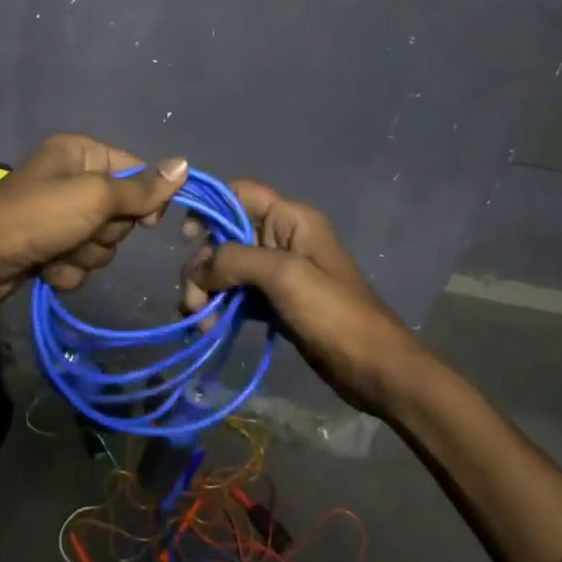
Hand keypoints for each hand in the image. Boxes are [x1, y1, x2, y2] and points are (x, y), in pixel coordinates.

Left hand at [0, 134, 188, 311]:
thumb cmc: (38, 217)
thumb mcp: (95, 198)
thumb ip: (141, 189)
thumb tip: (184, 164)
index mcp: (79, 153)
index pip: (134, 170)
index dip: (143, 199)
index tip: (145, 222)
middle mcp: (69, 178)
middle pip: (119, 212)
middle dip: (104, 233)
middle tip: (82, 233)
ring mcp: (56, 215)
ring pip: (101, 242)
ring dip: (85, 255)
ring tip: (59, 252)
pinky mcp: (47, 246)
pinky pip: (79, 261)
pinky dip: (67, 269)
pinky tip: (47, 269)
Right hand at [180, 180, 423, 410]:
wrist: (374, 368)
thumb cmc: (333, 313)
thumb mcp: (284, 276)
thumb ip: (236, 260)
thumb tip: (198, 270)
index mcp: (290, 219)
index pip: (240, 193)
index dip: (210, 207)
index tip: (186, 237)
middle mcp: (283, 238)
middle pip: (226, 235)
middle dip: (203, 265)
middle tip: (193, 301)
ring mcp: (279, 272)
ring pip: (227, 268)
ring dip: (208, 291)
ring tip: (200, 322)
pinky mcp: (276, 302)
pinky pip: (237, 294)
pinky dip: (220, 306)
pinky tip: (209, 327)